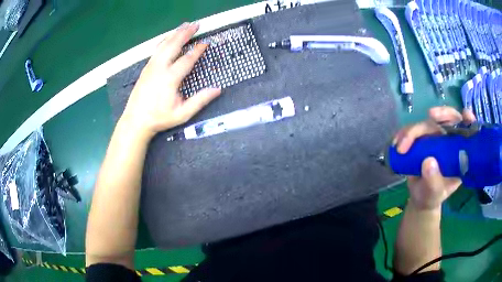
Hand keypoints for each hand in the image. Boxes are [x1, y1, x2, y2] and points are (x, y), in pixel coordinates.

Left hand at [120, 22, 220, 137]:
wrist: (136, 120)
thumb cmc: (160, 118)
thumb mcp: (182, 114)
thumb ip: (200, 100)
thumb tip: (218, 89)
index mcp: (170, 78)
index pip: (187, 59)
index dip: (198, 50)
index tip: (206, 42)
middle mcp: (160, 68)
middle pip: (174, 45)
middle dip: (186, 33)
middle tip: (196, 24)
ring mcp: (151, 66)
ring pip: (164, 44)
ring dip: (175, 34)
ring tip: (184, 25)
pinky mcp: (146, 68)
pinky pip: (156, 49)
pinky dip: (165, 40)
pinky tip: (168, 38)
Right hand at [393, 107, 475, 210]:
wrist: (419, 198)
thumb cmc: (431, 197)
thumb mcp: (434, 194)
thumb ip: (433, 182)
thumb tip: (428, 162)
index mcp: (459, 154)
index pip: (468, 132)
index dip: (468, 121)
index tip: (465, 116)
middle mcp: (449, 142)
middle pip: (449, 120)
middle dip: (441, 114)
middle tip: (431, 115)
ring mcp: (436, 139)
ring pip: (428, 123)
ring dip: (413, 130)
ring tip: (401, 147)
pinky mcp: (423, 138)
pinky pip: (414, 129)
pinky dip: (404, 133)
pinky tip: (396, 143)